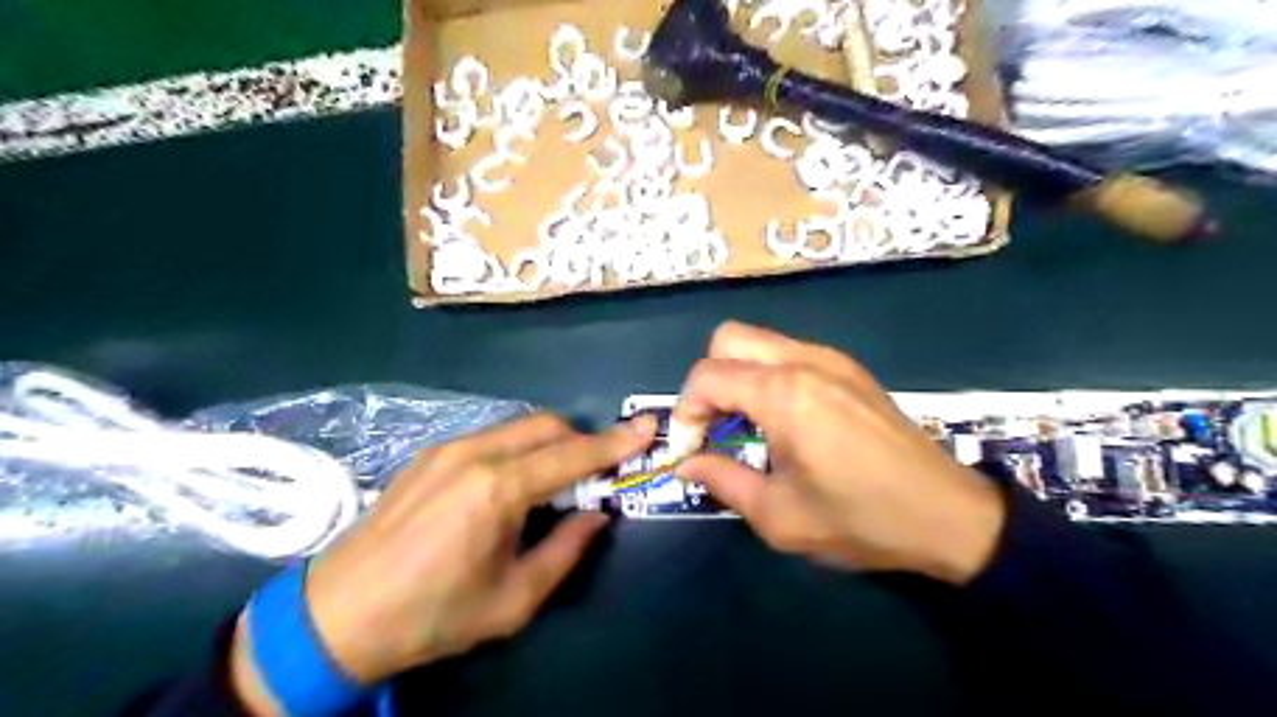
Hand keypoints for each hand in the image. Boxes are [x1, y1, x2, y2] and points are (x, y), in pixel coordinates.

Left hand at [228, 413, 651, 710]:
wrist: (337, 615)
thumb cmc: (432, 615)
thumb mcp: (513, 600)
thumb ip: (566, 550)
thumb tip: (597, 515)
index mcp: (498, 490)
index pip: (572, 455)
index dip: (615, 442)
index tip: (648, 428)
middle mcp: (475, 453)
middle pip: (547, 425)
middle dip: (581, 440)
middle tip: (595, 474)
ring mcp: (447, 448)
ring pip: (519, 427)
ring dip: (549, 444)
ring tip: (552, 485)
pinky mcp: (429, 454)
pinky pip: (491, 437)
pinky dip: (517, 449)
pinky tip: (508, 487)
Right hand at [673, 321, 1001, 585]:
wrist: (946, 515)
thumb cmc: (859, 519)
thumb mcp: (779, 515)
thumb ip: (723, 482)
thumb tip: (687, 465)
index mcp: (783, 394)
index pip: (706, 376)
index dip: (685, 411)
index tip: (691, 449)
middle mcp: (804, 361)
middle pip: (727, 338)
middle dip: (707, 379)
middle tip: (715, 425)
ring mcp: (831, 359)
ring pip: (759, 341)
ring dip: (738, 374)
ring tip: (747, 424)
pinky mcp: (849, 368)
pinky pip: (790, 352)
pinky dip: (768, 374)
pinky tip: (784, 418)